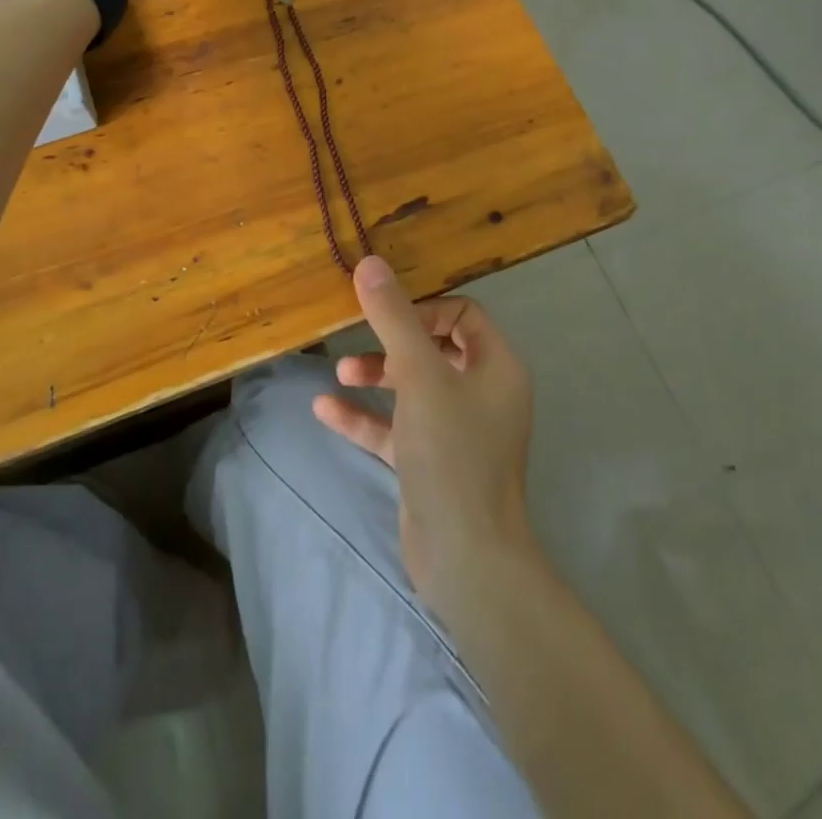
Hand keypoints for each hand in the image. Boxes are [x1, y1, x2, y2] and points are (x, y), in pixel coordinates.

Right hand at [313, 255, 537, 617]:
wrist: (465, 558)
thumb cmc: (451, 452)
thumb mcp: (418, 376)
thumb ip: (393, 318)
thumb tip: (370, 263)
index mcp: (496, 367)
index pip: (463, 315)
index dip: (424, 310)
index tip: (387, 320)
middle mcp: (483, 393)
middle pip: (435, 348)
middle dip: (393, 343)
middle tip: (358, 343)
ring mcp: (458, 431)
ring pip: (414, 387)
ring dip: (377, 375)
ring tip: (339, 372)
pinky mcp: (432, 463)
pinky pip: (397, 427)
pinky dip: (366, 417)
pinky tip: (325, 410)